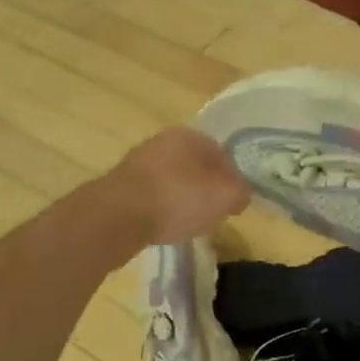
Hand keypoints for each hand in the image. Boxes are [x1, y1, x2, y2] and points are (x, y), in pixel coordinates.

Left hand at [106, 127, 251, 244]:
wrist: (119, 215)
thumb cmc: (179, 198)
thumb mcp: (225, 196)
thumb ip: (240, 192)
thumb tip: (239, 194)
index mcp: (189, 135)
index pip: (221, 153)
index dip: (231, 179)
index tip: (233, 203)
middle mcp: (161, 141)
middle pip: (194, 166)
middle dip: (204, 188)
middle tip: (211, 213)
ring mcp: (137, 162)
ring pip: (171, 180)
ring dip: (180, 199)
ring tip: (186, 223)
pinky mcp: (120, 186)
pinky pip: (151, 196)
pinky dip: (159, 209)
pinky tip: (162, 225)